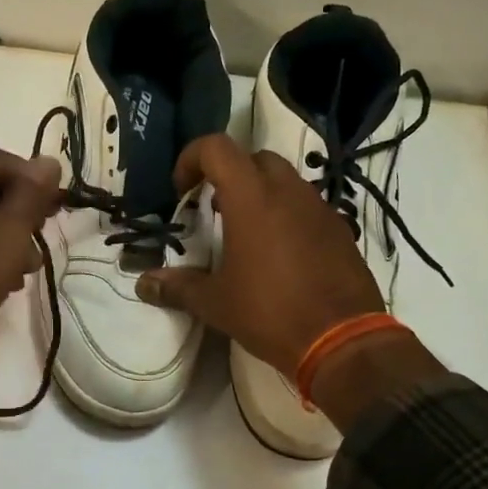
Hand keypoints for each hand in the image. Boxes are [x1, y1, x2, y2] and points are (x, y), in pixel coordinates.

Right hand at [135, 135, 443, 428]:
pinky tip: (279, 254)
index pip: (217, 148)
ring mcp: (319, 208)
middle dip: (228, 175)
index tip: (182, 191)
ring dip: (259, 194)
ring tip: (245, 234)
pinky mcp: (340, 229)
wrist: (343, 340)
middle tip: (214, 210)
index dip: (191, 159)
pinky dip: (287, 214)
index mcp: (251, 198)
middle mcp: (288, 191)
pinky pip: (307, 206)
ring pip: (285, 180)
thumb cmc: (270, 313)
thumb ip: (178, 287)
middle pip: (253, 158)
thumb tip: (144, 284)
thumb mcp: (216, 303)